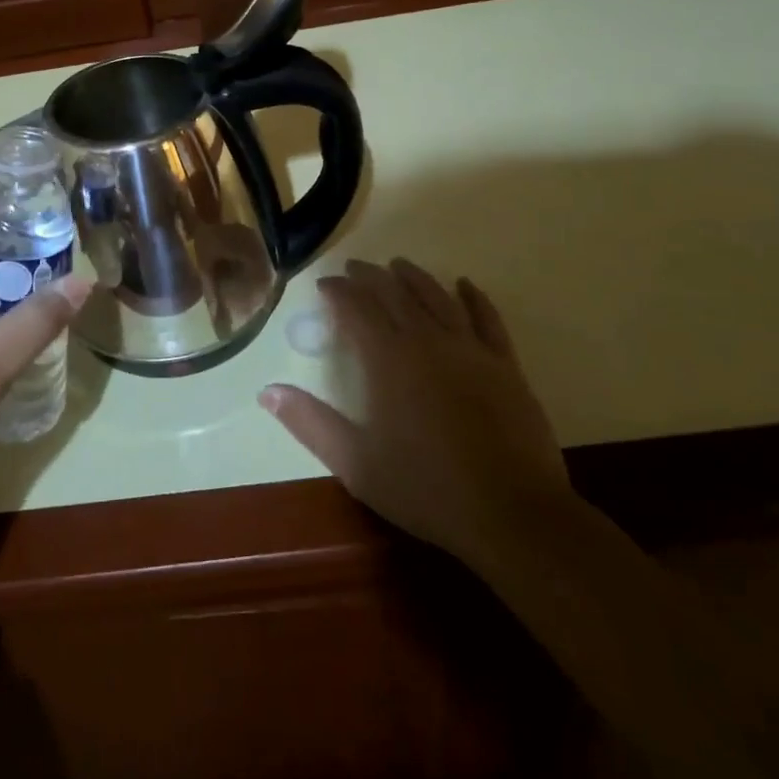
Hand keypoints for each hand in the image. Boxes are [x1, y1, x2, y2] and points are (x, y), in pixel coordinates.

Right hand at [260, 258, 570, 564]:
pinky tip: (465, 285)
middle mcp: (427, 340)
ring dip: (415, 277)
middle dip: (370, 277)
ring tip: (399, 265)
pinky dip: (474, 297)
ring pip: (437, 297)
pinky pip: (487, 318)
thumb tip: (266, 390)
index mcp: (388, 358)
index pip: (356, 308)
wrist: (512, 513)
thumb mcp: (355, 463)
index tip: (324, 284)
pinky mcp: (504, 364)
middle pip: (395, 293)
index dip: (338, 291)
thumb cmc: (425, 488)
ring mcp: (470, 349)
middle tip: (354, 267)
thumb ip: (309, 422)